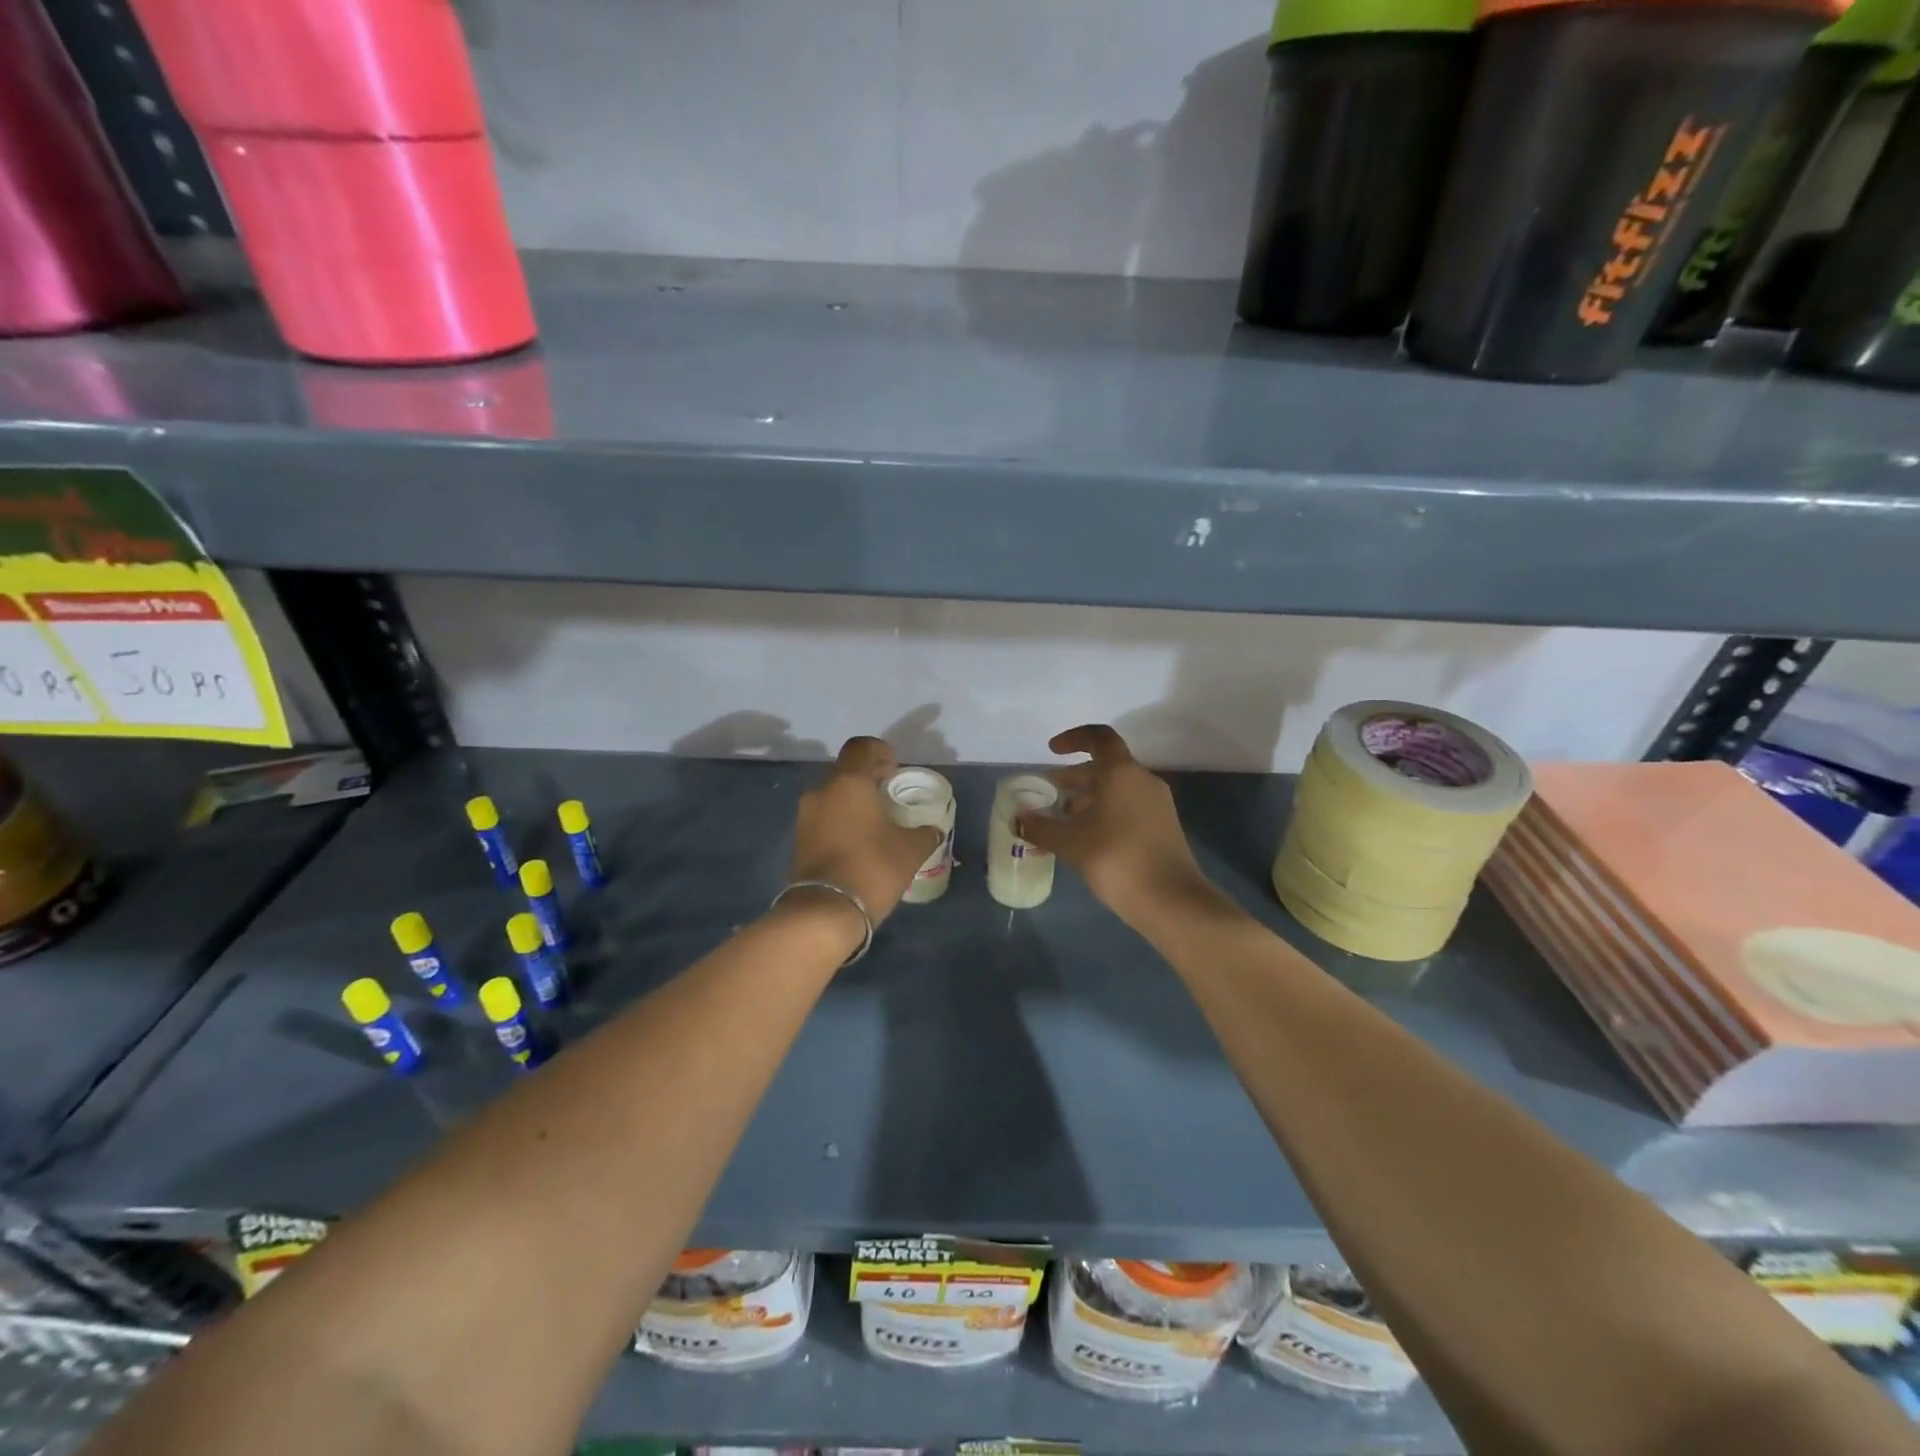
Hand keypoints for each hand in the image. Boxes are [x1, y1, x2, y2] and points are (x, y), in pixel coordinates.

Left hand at [788, 737, 940, 927]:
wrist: (823, 912)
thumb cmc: (871, 868)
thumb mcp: (910, 850)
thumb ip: (925, 833)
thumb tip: (932, 829)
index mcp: (849, 783)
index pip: (861, 747)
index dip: (879, 750)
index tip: (894, 765)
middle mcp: (822, 791)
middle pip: (846, 771)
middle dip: (868, 777)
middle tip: (890, 792)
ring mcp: (806, 815)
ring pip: (833, 795)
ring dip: (853, 800)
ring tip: (876, 820)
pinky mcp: (800, 839)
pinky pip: (824, 817)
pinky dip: (841, 819)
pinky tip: (859, 840)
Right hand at [1015, 725, 1213, 928]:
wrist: (1170, 900)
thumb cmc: (1116, 858)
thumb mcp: (1070, 842)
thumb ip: (1040, 827)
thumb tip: (1018, 818)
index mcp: (1122, 772)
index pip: (1098, 738)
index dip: (1073, 739)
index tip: (1052, 751)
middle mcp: (1143, 781)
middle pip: (1106, 766)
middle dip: (1075, 777)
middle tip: (1049, 792)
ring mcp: (1157, 805)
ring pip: (1117, 789)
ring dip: (1088, 798)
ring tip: (1062, 819)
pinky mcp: (1162, 828)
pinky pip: (1128, 807)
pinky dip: (1104, 812)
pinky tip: (1086, 838)